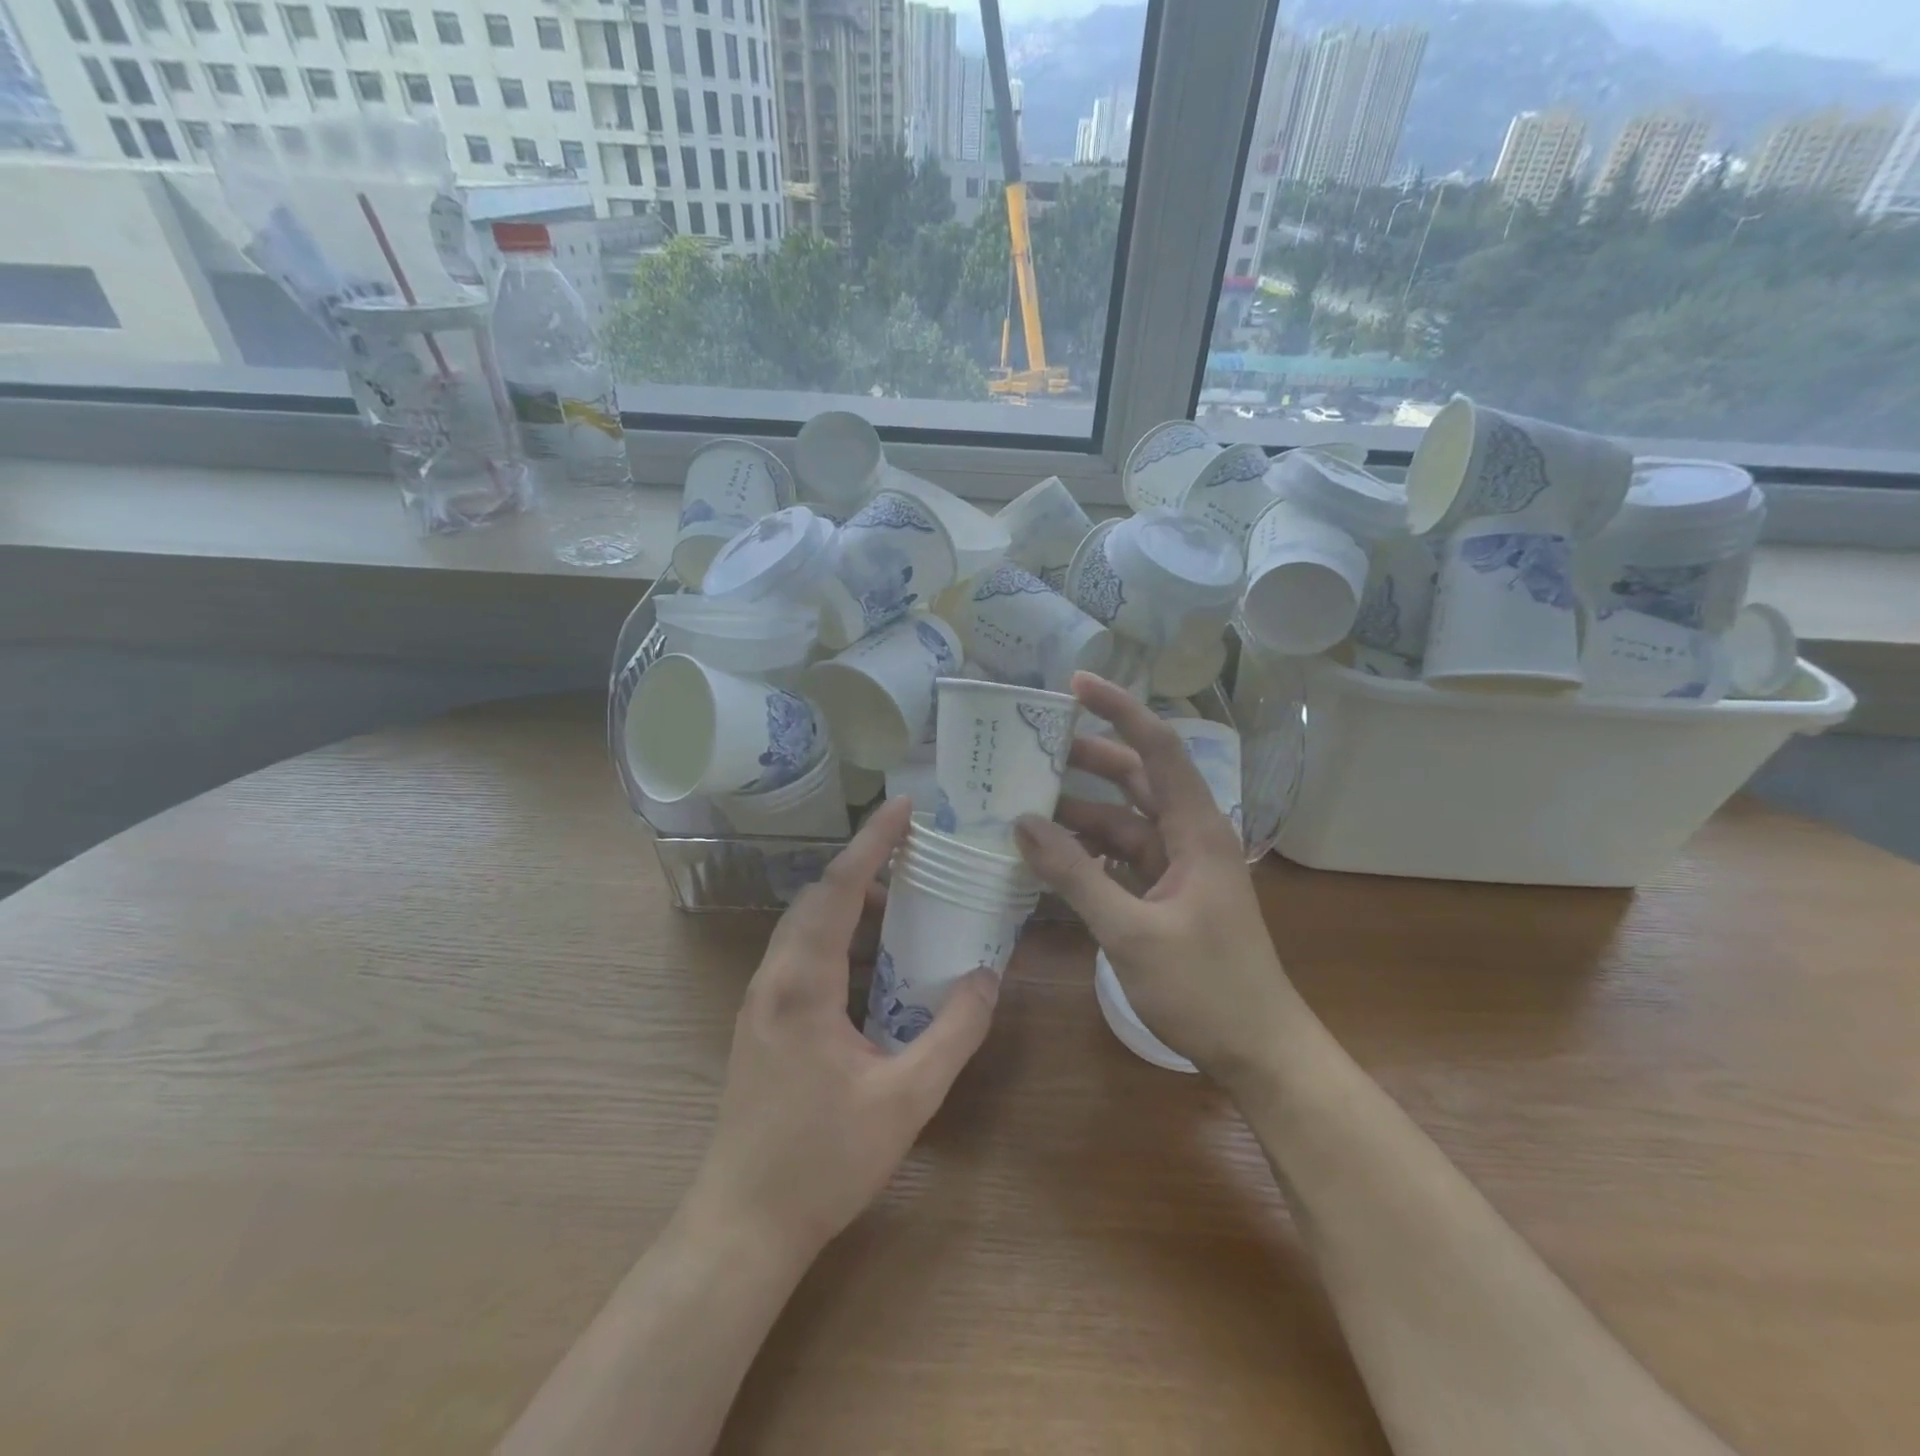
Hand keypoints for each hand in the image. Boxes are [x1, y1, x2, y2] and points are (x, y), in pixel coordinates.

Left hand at [688, 797, 998, 1263]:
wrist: (742, 1225)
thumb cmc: (823, 1162)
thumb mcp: (906, 1099)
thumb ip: (953, 1032)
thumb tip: (988, 976)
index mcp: (802, 983)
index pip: (840, 889)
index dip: (873, 842)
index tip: (904, 806)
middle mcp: (774, 978)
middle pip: (818, 897)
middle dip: (865, 865)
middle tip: (915, 851)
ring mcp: (761, 999)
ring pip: (805, 924)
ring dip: (850, 901)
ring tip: (903, 901)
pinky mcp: (762, 1020)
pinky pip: (801, 952)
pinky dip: (838, 933)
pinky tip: (872, 958)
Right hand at [1014, 673, 1294, 1083]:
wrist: (1258, 1051)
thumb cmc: (1205, 988)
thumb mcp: (1131, 931)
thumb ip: (1074, 875)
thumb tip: (1022, 824)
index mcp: (1196, 829)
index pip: (1157, 748)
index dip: (1119, 710)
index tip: (1074, 686)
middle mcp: (1189, 836)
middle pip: (1136, 778)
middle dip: (1088, 758)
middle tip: (1032, 747)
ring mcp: (1178, 867)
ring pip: (1124, 820)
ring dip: (1079, 811)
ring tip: (1024, 804)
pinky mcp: (1167, 895)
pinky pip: (1121, 857)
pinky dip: (1087, 851)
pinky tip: (1049, 856)